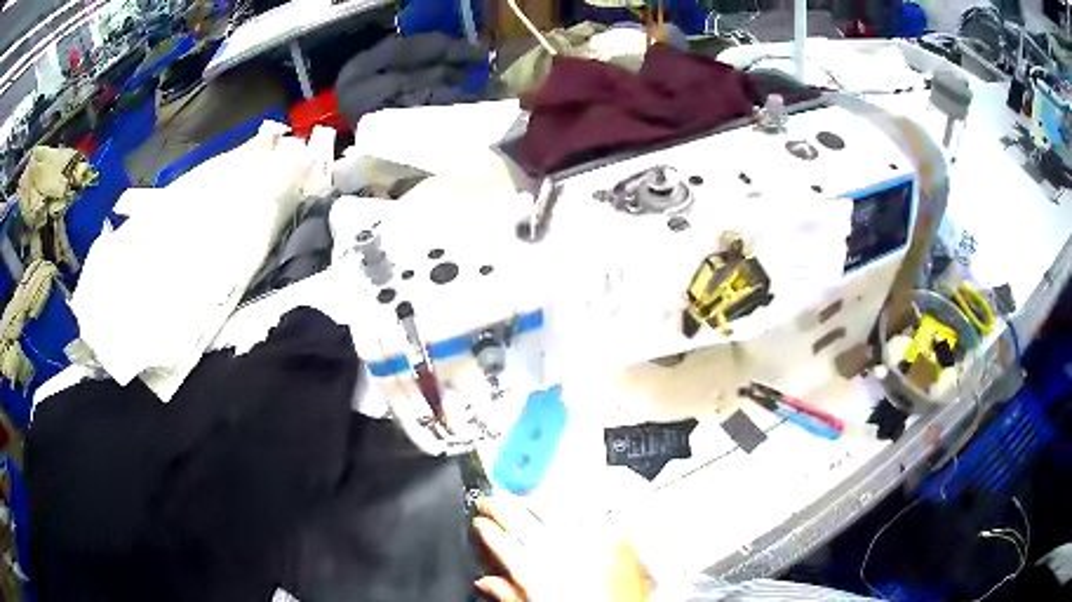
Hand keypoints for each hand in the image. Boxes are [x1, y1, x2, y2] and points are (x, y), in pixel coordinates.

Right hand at [472, 495, 652, 601]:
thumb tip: (486, 582)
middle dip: (503, 505)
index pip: (503, 543)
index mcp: (538, 570)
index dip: (487, 529)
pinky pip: (590, 506)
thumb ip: (509, 594)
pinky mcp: (617, 534)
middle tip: (492, 498)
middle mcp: (563, 549)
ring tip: (523, 494)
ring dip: (535, 497)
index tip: (480, 520)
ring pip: (555, 506)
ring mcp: (591, 537)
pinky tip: (566, 494)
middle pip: (524, 519)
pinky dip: (574, 499)